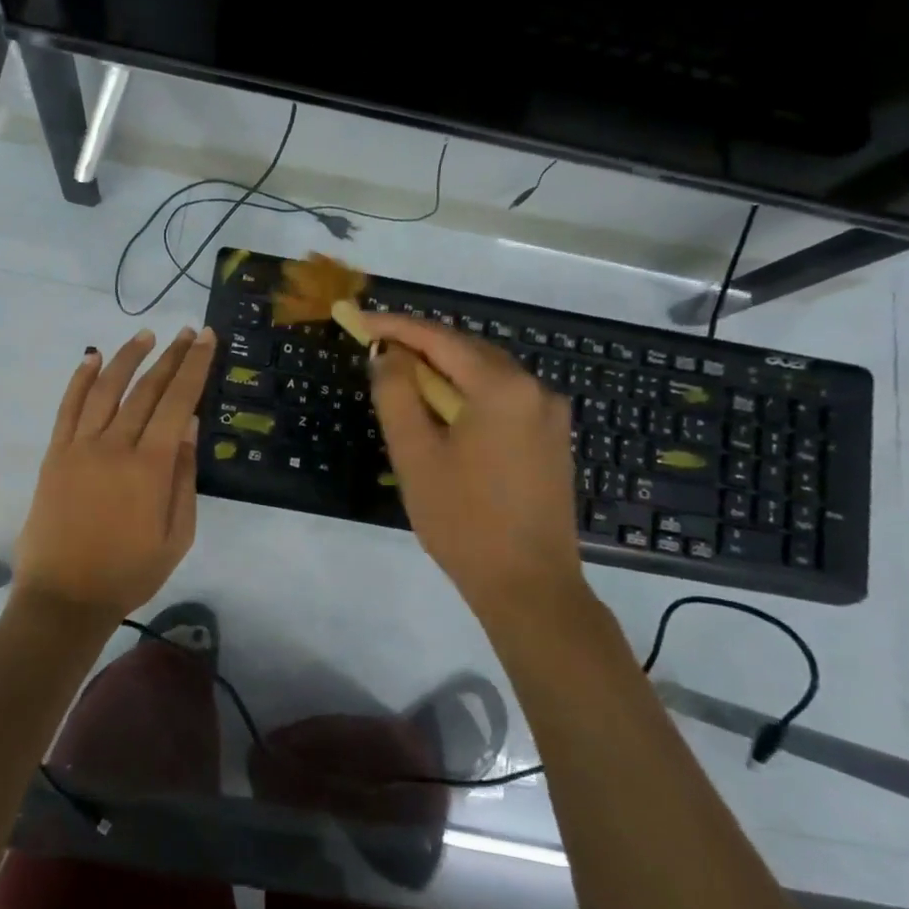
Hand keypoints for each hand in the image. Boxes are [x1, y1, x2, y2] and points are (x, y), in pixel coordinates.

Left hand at [15, 326, 217, 622]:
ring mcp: (80, 447)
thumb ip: (185, 478)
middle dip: (170, 357)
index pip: (178, 402)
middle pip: (147, 389)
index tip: (206, 339)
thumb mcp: (177, 536)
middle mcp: (115, 446)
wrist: (65, 598)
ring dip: (128, 357)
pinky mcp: (56, 454)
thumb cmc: (130, 572)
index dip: (194, 367)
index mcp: (150, 466)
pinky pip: (68, 407)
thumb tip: (191, 427)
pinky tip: (92, 358)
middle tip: (187, 332)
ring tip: (147, 335)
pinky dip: (81, 379)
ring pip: (107, 389)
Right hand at [364, 312, 585, 625]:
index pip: (439, 339)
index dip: (394, 326)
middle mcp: (535, 388)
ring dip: (443, 371)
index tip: (356, 321)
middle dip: (419, 346)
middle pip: (467, 350)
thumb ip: (396, 394)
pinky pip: (502, 397)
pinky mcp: (551, 438)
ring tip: (401, 380)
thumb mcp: (415, 455)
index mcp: (502, 387)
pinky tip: (443, 411)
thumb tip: (389, 354)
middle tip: (374, 349)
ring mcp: (549, 414)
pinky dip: (467, 393)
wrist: (530, 587)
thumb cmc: (463, 521)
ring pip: (486, 373)